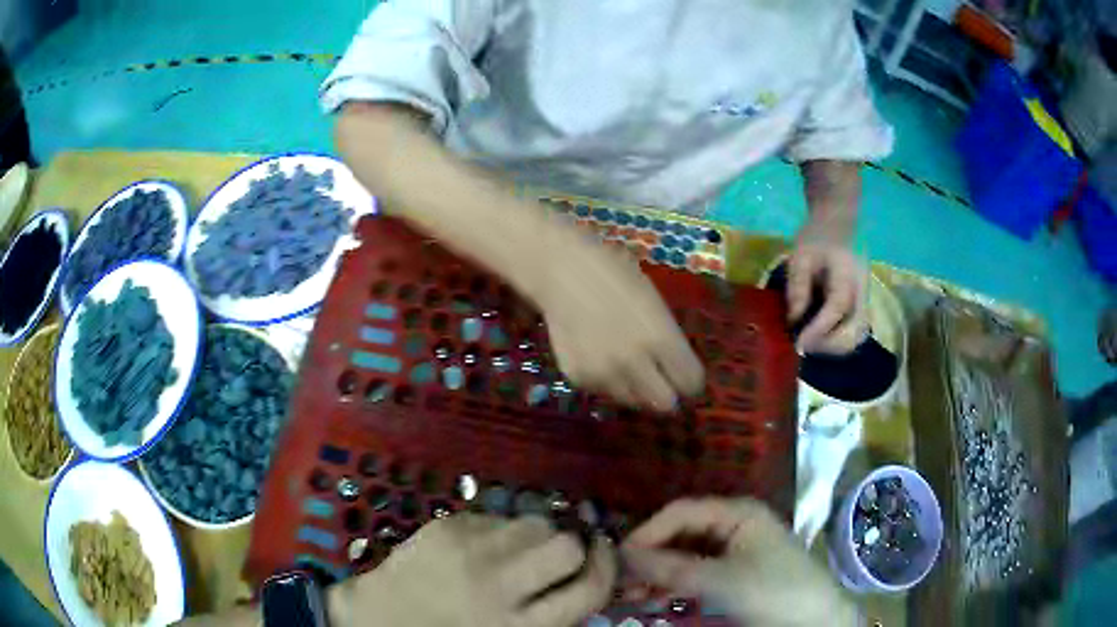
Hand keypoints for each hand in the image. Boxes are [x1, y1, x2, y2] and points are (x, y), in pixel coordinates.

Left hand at [329, 514, 617, 626]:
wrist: (381, 619)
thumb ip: (553, 613)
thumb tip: (588, 575)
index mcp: (522, 626)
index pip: (589, 588)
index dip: (606, 567)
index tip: (603, 554)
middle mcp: (499, 586)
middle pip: (565, 545)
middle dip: (569, 547)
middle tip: (553, 557)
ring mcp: (470, 551)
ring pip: (532, 523)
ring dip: (533, 536)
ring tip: (509, 553)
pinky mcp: (447, 526)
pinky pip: (495, 517)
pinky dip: (497, 531)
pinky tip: (475, 549)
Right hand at [537, 236, 703, 410]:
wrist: (560, 272)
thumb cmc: (613, 275)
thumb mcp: (653, 301)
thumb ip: (668, 338)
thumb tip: (676, 368)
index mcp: (660, 338)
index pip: (690, 383)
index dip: (689, 379)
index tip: (683, 374)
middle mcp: (634, 363)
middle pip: (665, 403)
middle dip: (666, 392)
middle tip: (658, 378)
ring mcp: (604, 374)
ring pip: (634, 401)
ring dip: (636, 388)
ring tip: (625, 361)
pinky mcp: (579, 378)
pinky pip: (604, 391)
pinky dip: (606, 381)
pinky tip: (598, 354)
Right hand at [621, 498, 857, 626]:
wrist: (813, 621)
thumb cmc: (773, 591)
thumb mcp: (721, 581)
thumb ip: (672, 569)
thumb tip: (622, 556)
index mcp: (738, 512)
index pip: (681, 512)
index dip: (648, 532)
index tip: (617, 558)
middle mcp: (735, 525)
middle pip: (682, 532)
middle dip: (651, 556)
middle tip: (622, 582)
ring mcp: (736, 550)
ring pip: (687, 554)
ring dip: (659, 573)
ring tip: (632, 594)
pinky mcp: (736, 573)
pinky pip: (697, 572)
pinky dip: (675, 584)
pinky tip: (655, 598)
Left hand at [787, 227, 867, 354]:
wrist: (838, 222)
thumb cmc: (817, 236)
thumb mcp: (800, 255)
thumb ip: (798, 287)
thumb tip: (794, 321)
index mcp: (848, 273)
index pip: (838, 307)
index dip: (819, 329)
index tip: (799, 344)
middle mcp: (863, 290)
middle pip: (856, 330)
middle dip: (829, 345)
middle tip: (803, 345)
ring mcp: (865, 299)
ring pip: (858, 335)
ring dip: (835, 347)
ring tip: (810, 343)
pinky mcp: (861, 305)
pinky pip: (855, 331)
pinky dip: (838, 341)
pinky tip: (819, 337)